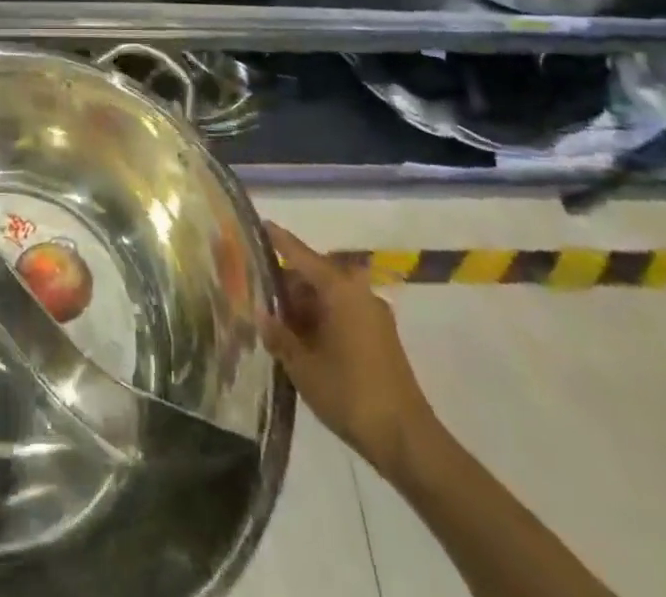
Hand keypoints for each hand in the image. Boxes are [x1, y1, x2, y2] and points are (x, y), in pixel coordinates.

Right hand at [261, 222, 438, 479]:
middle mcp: (358, 291)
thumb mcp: (302, 366)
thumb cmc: (350, 394)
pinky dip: (320, 318)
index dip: (278, 240)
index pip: (300, 254)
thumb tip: (261, 314)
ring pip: (328, 295)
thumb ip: (279, 335)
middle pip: (314, 274)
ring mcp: (373, 314)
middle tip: (258, 294)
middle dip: (286, 284)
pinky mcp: (380, 336)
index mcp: (339, 288)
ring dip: (303, 305)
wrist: (408, 441)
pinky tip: (302, 339)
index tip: (260, 224)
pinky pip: (342, 312)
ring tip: (275, 321)